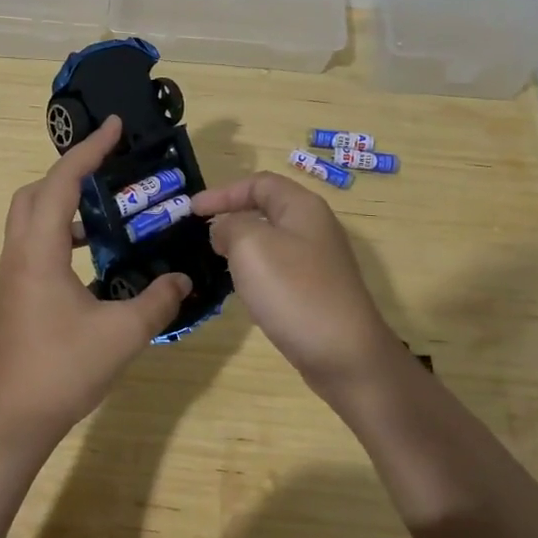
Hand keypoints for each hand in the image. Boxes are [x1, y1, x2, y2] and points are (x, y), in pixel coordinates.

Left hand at [0, 115, 191, 451]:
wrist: (13, 419)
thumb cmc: (63, 369)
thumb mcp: (122, 334)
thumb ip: (157, 300)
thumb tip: (183, 279)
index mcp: (40, 250)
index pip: (62, 182)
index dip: (89, 151)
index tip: (115, 127)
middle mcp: (20, 252)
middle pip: (36, 191)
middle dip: (70, 171)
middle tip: (109, 168)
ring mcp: (14, 273)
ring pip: (32, 217)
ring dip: (64, 201)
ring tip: (107, 208)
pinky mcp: (16, 292)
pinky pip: (36, 242)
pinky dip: (62, 231)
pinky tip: (93, 254)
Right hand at [192, 171, 404, 400]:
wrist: (345, 355)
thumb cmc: (294, 291)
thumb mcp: (250, 245)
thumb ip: (230, 226)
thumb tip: (225, 230)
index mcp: (302, 207)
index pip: (258, 183)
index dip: (223, 192)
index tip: (192, 210)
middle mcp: (314, 228)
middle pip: (267, 209)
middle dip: (232, 216)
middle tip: (201, 234)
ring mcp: (318, 262)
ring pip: (271, 241)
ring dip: (242, 246)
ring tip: (216, 260)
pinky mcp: (316, 291)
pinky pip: (278, 268)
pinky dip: (255, 271)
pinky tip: (243, 290)